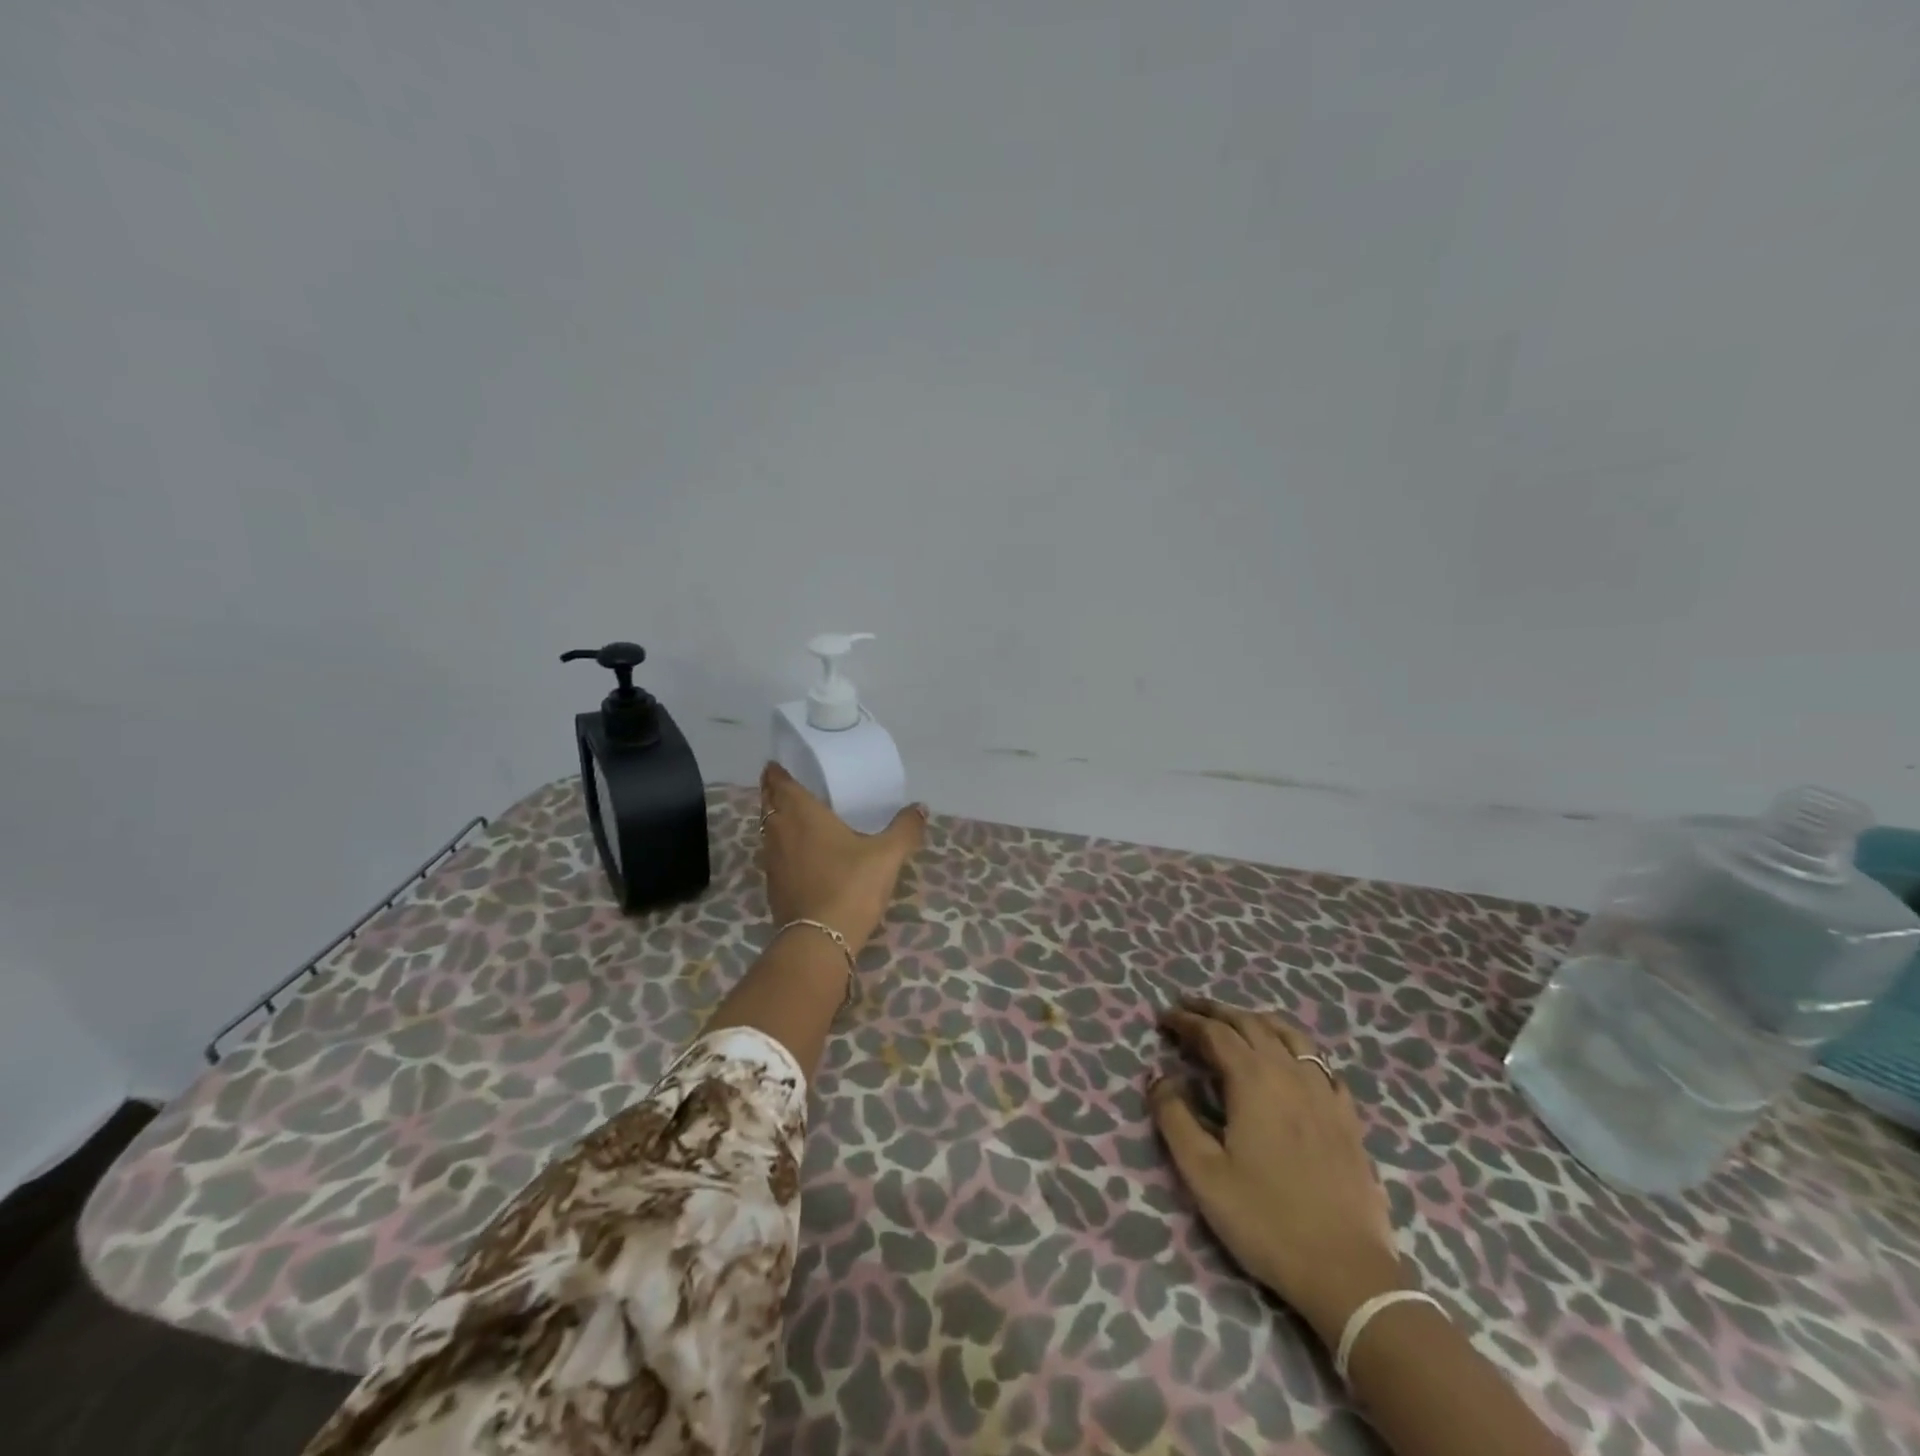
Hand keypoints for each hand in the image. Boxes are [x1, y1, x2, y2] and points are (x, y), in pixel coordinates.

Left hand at [758, 762, 927, 953]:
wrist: (820, 940)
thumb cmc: (851, 885)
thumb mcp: (888, 855)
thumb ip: (905, 828)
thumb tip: (920, 808)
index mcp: (801, 813)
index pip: (778, 782)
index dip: (777, 771)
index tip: (781, 764)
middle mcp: (779, 831)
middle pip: (768, 803)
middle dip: (775, 792)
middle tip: (793, 786)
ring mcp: (772, 861)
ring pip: (768, 830)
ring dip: (776, 819)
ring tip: (797, 816)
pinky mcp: (773, 886)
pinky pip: (773, 854)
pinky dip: (782, 846)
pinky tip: (800, 854)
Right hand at [1151, 997, 1406, 1343]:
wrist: (1348, 1274)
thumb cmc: (1266, 1220)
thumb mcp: (1203, 1173)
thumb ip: (1175, 1117)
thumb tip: (1159, 1077)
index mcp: (1253, 1080)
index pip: (1213, 1032)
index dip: (1186, 1021)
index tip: (1163, 1018)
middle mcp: (1290, 1073)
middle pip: (1250, 1023)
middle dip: (1216, 1011)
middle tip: (1189, 1009)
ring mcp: (1324, 1093)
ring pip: (1289, 1035)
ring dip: (1256, 1021)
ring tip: (1236, 1023)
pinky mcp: (1347, 1117)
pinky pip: (1320, 1064)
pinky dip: (1296, 1049)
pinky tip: (1291, 1062)